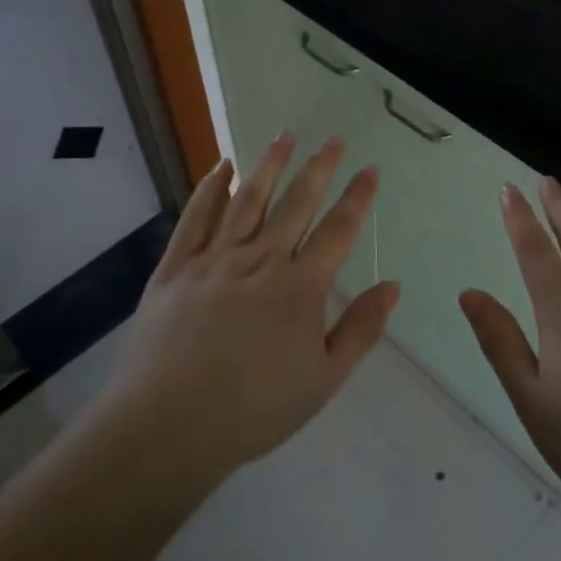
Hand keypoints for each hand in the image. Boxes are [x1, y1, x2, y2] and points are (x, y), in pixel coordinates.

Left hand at [105, 133, 399, 477]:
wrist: (169, 425)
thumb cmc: (254, 409)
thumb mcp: (323, 380)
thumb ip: (360, 330)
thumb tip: (391, 285)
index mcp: (300, 287)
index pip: (338, 230)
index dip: (357, 198)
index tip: (369, 169)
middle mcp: (261, 260)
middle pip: (296, 202)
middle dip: (319, 167)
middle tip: (333, 138)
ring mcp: (215, 258)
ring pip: (248, 198)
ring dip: (269, 164)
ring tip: (284, 135)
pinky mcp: (177, 266)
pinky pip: (196, 217)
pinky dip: (211, 188)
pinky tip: (222, 167)